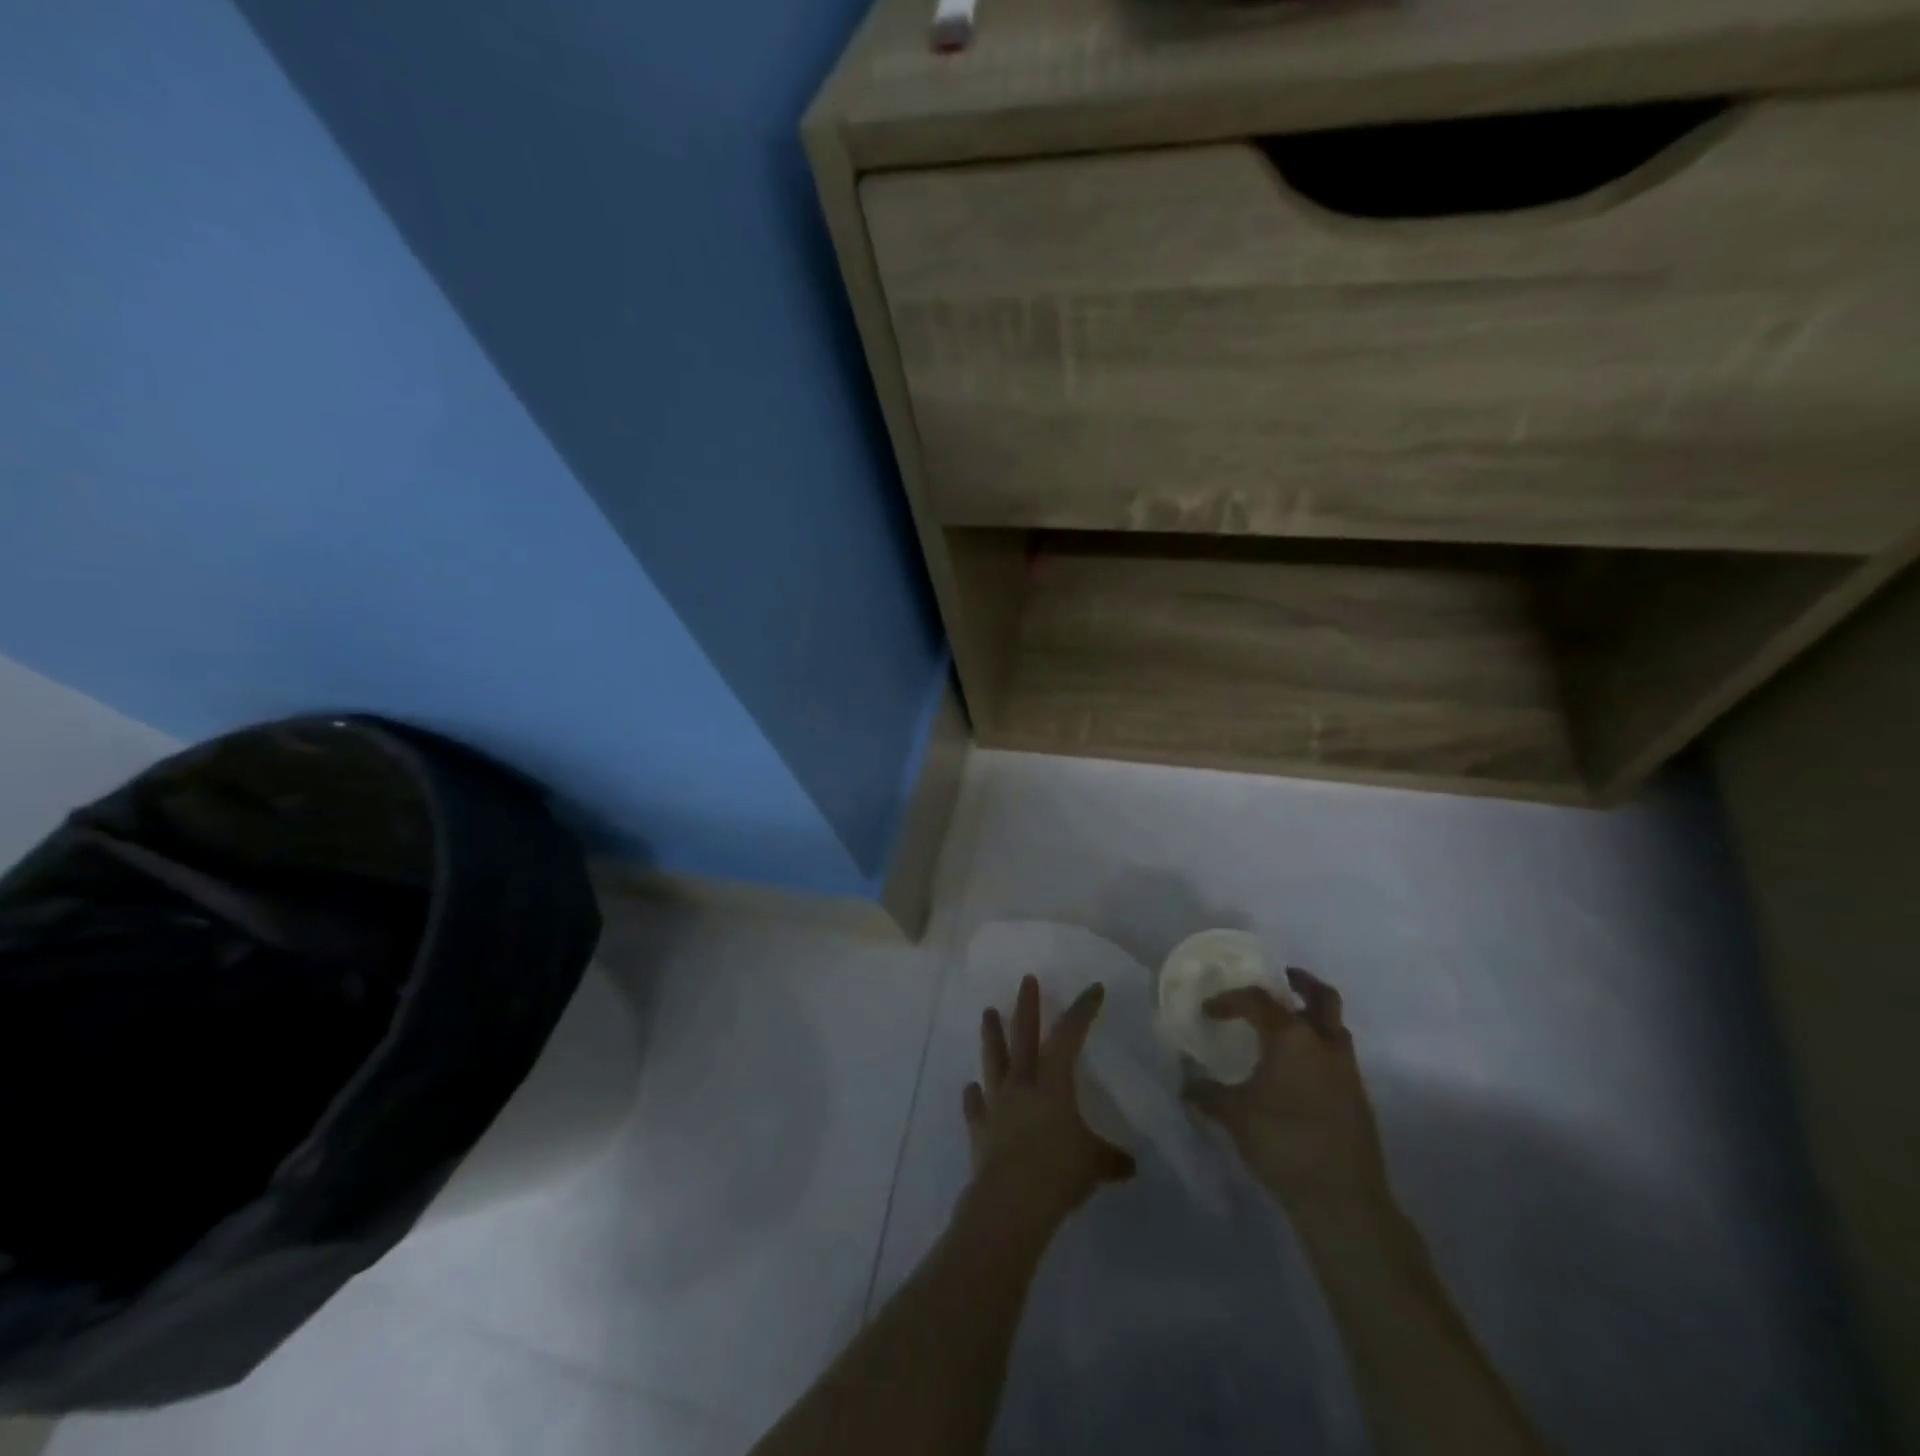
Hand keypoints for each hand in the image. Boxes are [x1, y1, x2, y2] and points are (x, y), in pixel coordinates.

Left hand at [963, 975, 1135, 1224]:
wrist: (1010, 1202)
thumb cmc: (1058, 1173)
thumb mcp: (1095, 1164)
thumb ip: (1112, 1159)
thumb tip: (1131, 1165)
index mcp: (1053, 1084)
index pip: (1069, 1036)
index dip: (1082, 1011)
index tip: (1092, 989)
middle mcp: (1022, 1085)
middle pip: (1024, 1036)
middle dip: (1027, 1006)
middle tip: (1026, 979)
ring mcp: (997, 1105)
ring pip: (994, 1060)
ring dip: (992, 1035)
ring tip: (988, 1012)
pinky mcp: (979, 1129)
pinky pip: (976, 1107)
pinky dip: (974, 1097)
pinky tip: (971, 1088)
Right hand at [1184, 968, 1391, 1213]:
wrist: (1343, 1199)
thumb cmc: (1282, 1142)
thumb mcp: (1233, 1115)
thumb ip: (1207, 1093)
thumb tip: (1186, 1083)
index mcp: (1292, 1037)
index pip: (1258, 1000)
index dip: (1229, 1000)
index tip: (1209, 1011)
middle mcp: (1325, 1044)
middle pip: (1321, 996)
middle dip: (1300, 983)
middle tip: (1280, 979)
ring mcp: (1347, 1071)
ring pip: (1334, 1027)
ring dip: (1313, 1017)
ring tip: (1286, 1026)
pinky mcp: (1358, 1098)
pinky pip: (1338, 1057)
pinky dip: (1319, 1049)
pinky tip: (1297, 1071)